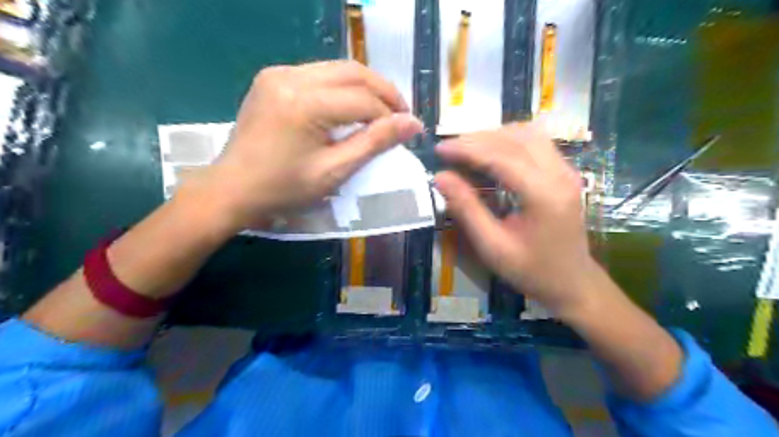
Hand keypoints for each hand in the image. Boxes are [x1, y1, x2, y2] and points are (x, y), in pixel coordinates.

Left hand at [195, 61, 424, 231]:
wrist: (232, 189)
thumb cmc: (284, 188)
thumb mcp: (334, 171)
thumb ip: (374, 143)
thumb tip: (412, 124)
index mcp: (305, 103)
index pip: (363, 100)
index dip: (390, 115)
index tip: (409, 131)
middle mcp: (291, 77)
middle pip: (353, 72)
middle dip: (384, 92)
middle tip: (401, 114)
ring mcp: (278, 73)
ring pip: (337, 68)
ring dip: (365, 87)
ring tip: (381, 111)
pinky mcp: (272, 78)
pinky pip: (319, 74)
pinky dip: (342, 87)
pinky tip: (350, 106)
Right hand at [433, 124, 597, 316]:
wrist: (573, 283)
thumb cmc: (531, 270)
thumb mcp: (492, 246)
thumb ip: (466, 209)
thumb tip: (440, 177)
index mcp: (543, 194)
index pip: (500, 156)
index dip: (466, 149)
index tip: (439, 149)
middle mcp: (559, 174)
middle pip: (515, 137)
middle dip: (477, 138)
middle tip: (449, 149)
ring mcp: (566, 170)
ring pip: (527, 133)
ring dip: (494, 136)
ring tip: (466, 149)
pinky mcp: (565, 172)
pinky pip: (536, 142)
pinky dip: (509, 140)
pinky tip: (492, 152)